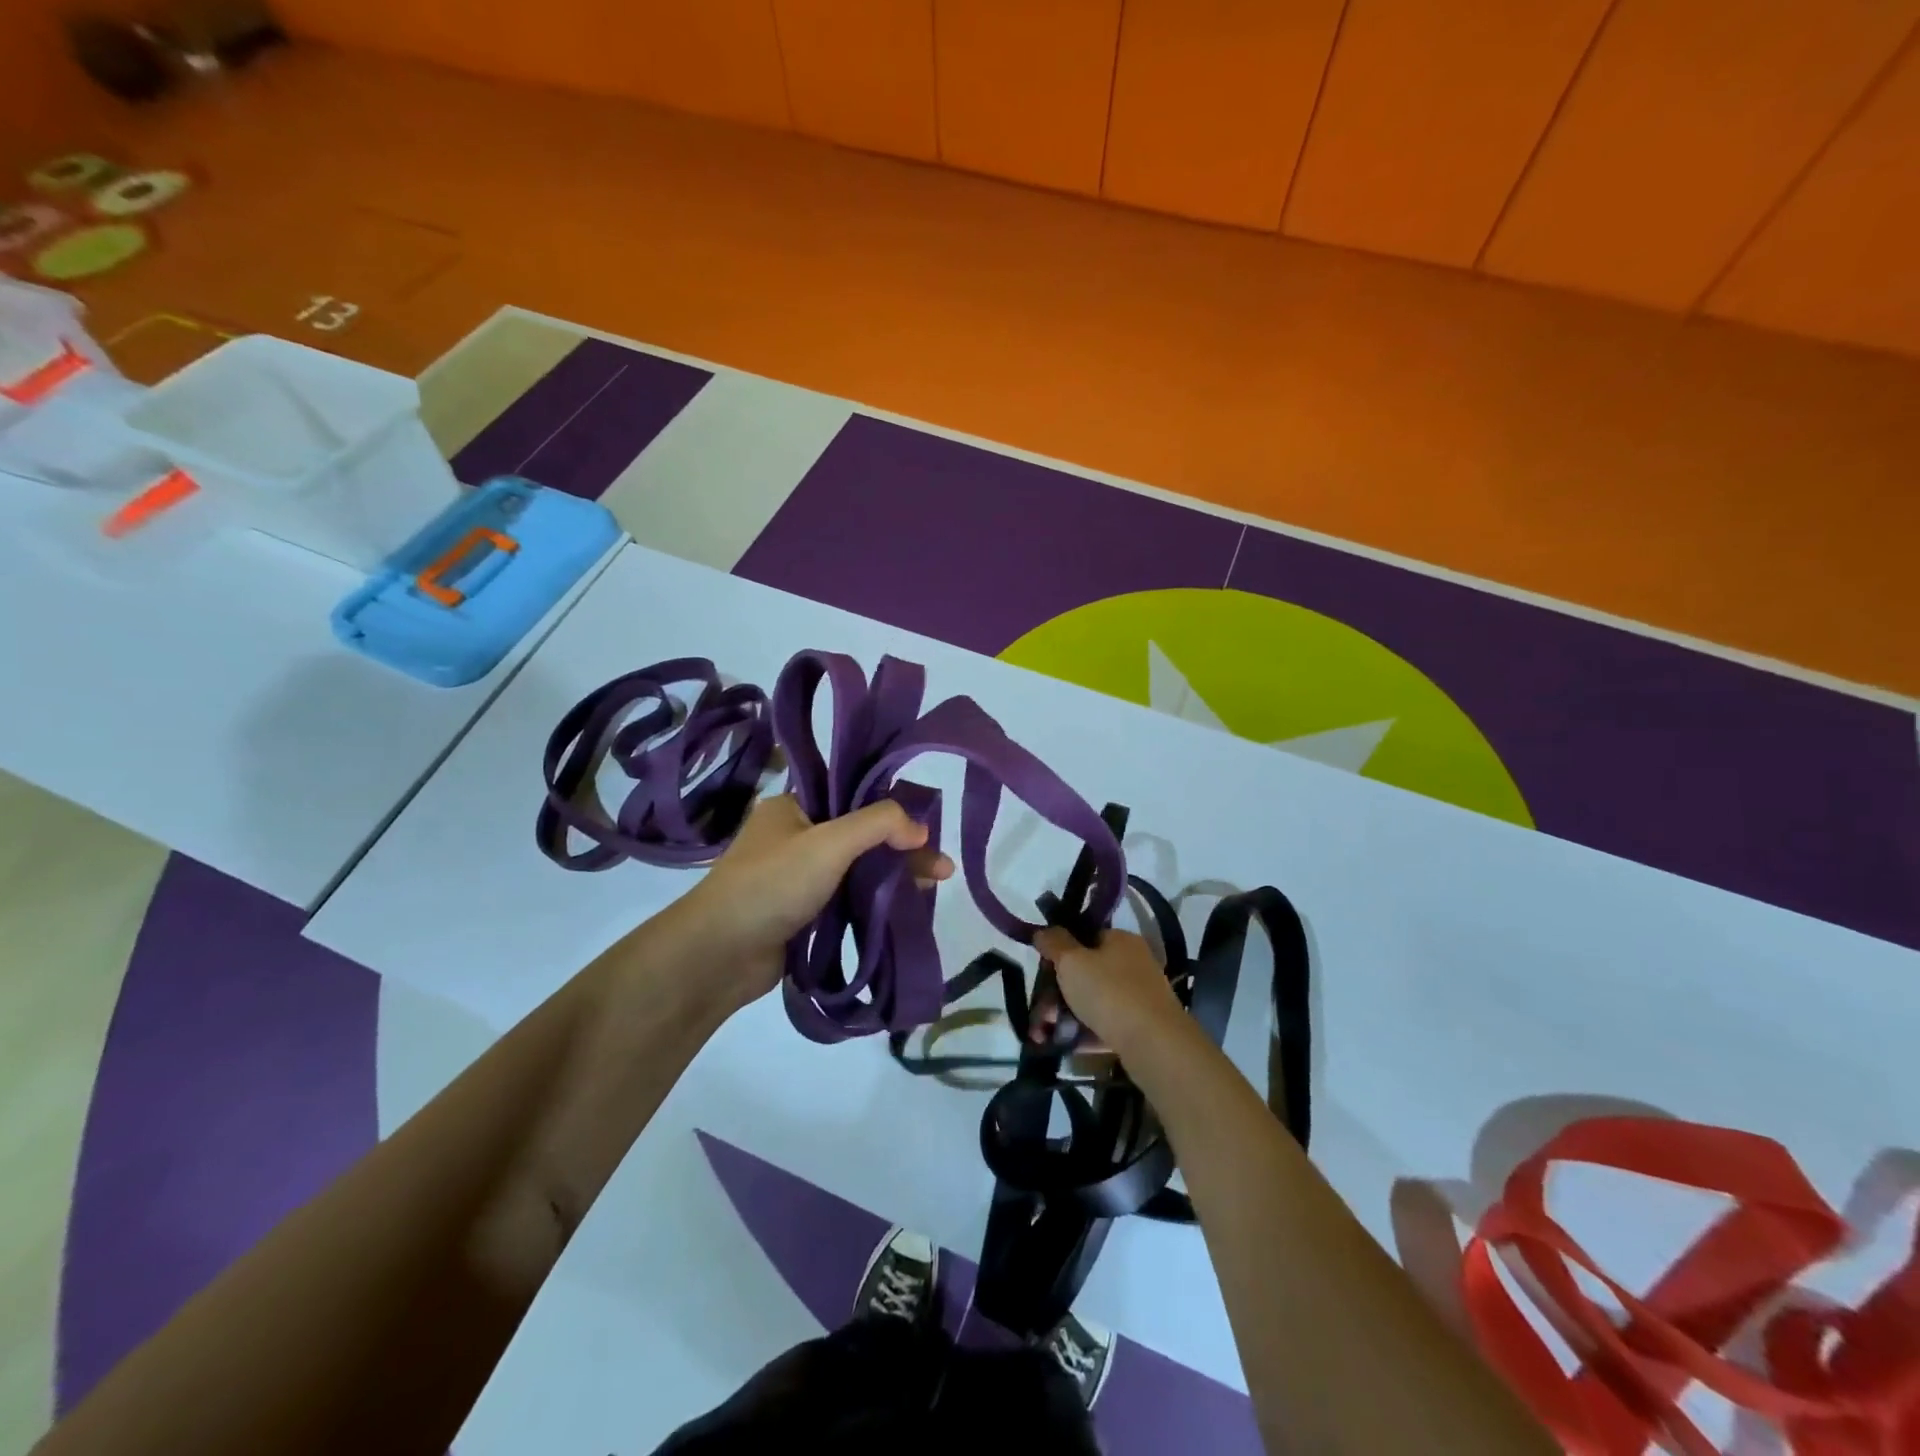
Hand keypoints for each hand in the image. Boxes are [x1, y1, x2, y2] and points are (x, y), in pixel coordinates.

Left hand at [679, 793, 953, 1010]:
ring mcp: (798, 877)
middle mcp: (795, 837)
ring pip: (857, 869)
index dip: (892, 807)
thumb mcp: (828, 843)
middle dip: (902, 848)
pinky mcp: (803, 913)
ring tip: (935, 887)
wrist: (719, 955)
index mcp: (793, 807)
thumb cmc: (771, 884)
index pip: (852, 795)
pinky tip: (906, 906)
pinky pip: (847, 898)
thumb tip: (920, 829)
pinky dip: (875, 900)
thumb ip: (878, 825)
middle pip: (861, 834)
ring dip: (893, 875)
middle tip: (942, 867)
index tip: (928, 823)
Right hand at [1030, 926, 1185, 1058]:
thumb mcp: (1072, 961)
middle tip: (1040, 1013)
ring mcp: (1139, 997)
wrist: (1154, 1044)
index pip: (1086, 937)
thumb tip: (1043, 931)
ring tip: (1043, 1035)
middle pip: (1086, 973)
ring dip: (1064, 1015)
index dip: (1060, 952)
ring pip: (1093, 1001)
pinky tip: (1064, 1045)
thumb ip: (1054, 943)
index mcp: (1120, 941)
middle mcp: (1133, 964)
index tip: (1042, 971)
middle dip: (1056, 992)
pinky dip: (1083, 1033)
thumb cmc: (1109, 992)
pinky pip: (1104, 1025)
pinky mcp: (1141, 1027)